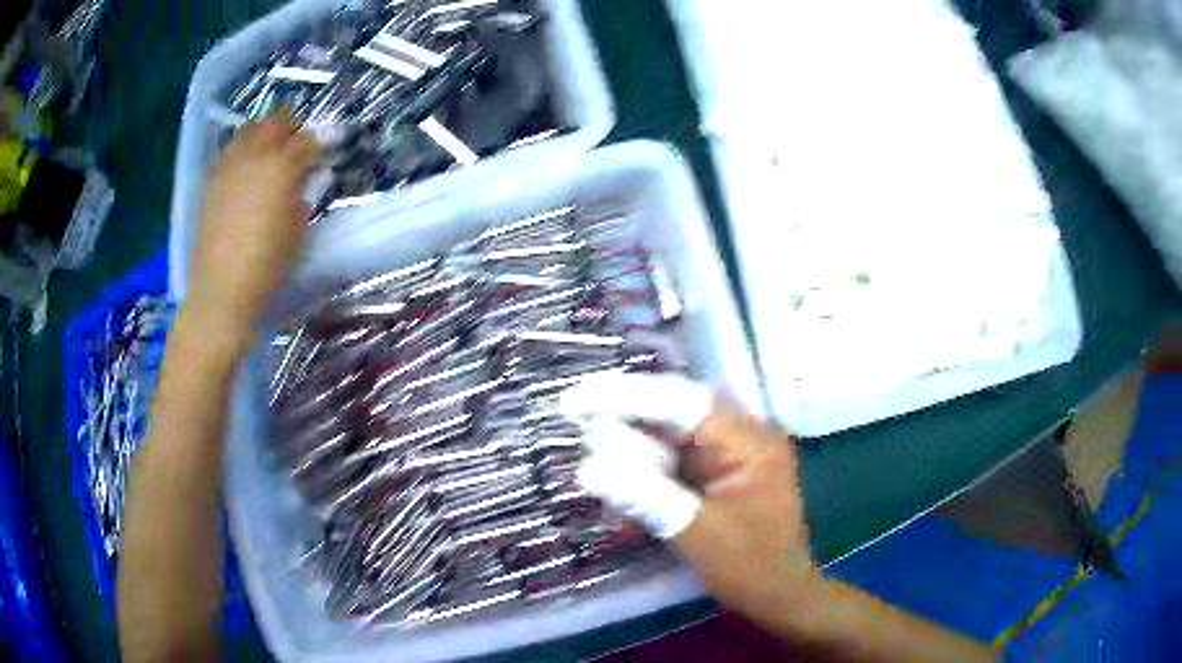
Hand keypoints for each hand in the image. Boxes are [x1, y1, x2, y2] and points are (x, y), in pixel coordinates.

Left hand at [188, 112, 320, 341]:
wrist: (222, 289)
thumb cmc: (268, 264)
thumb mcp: (298, 228)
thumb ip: (306, 193)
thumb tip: (312, 175)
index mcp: (282, 166)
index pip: (307, 140)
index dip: (320, 142)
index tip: (327, 149)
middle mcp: (254, 156)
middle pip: (276, 122)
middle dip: (291, 128)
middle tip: (298, 144)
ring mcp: (229, 166)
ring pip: (248, 130)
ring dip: (263, 133)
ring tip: (269, 151)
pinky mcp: (211, 181)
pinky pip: (229, 151)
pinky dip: (241, 150)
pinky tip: (245, 168)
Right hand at [561, 374, 818, 627]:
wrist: (780, 595)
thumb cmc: (750, 566)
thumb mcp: (696, 531)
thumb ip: (645, 495)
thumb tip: (587, 469)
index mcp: (748, 440)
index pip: (681, 402)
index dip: (625, 396)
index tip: (577, 399)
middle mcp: (741, 436)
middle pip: (672, 414)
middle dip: (623, 420)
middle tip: (574, 421)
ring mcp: (731, 455)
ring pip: (669, 436)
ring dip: (630, 446)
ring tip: (590, 450)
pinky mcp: (718, 474)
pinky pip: (674, 461)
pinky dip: (644, 469)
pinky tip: (617, 478)